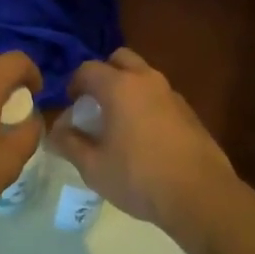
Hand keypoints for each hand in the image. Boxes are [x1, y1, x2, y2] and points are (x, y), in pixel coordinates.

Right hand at [50, 47, 236, 232]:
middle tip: (96, 103)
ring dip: (128, 87)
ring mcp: (171, 93)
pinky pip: (160, 95)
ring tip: (119, 121)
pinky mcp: (188, 111)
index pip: (88, 69)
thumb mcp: (94, 167)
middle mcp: (146, 80)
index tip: (71, 104)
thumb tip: (55, 133)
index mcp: (119, 86)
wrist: (200, 194)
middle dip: (104, 74)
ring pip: (143, 75)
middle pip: (120, 59)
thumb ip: (70, 144)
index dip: (74, 83)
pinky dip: (147, 103)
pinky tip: (145, 136)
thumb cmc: (139, 177)